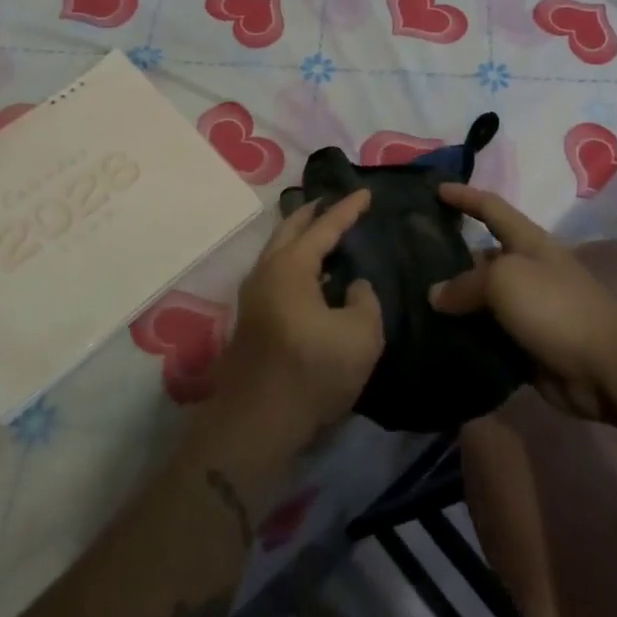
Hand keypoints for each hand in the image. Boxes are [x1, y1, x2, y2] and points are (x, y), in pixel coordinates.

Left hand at [212, 190, 382, 454]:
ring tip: (321, 232)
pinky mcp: (251, 319)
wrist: (257, 423)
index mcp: (291, 266)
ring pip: (277, 250)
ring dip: (299, 236)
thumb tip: (352, 286)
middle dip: (312, 212)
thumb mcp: (361, 335)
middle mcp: (266, 271)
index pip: (323, 227)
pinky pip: (275, 271)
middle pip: (289, 229)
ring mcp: (253, 295)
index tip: (366, 193)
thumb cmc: (311, 373)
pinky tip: (308, 274)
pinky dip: (293, 259)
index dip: (347, 209)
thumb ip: (365, 300)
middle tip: (333, 202)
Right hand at [430, 184, 616, 421]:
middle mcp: (527, 272)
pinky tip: (435, 343)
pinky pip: (488, 338)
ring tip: (411, 308)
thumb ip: (465, 284)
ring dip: (453, 308)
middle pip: (481, 260)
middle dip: (449, 261)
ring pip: (481, 303)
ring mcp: (528, 311)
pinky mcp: (527, 348)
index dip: (465, 197)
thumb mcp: (504, 281)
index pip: (491, 209)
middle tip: (407, 266)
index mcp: (527, 242)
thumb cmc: (556, 307)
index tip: (436, 190)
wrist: (608, 369)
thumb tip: (436, 296)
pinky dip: (466, 340)